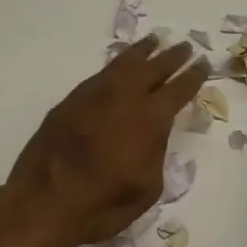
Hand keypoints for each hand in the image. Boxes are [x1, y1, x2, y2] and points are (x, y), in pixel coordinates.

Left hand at [6, 36, 208, 246]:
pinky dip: (116, 65)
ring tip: (154, 41)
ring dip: (142, 52)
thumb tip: (156, 131)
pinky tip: (120, 65)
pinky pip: (100, 74)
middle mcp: (123, 98)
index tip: (203, 64)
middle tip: (185, 47)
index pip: (177, 90)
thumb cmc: (102, 205)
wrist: (43, 203)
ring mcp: (93, 96)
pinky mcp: (70, 101)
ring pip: (123, 64)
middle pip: (153, 69)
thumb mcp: (147, 187)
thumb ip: (156, 151)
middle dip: (171, 58)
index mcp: (148, 120)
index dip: (192, 77)